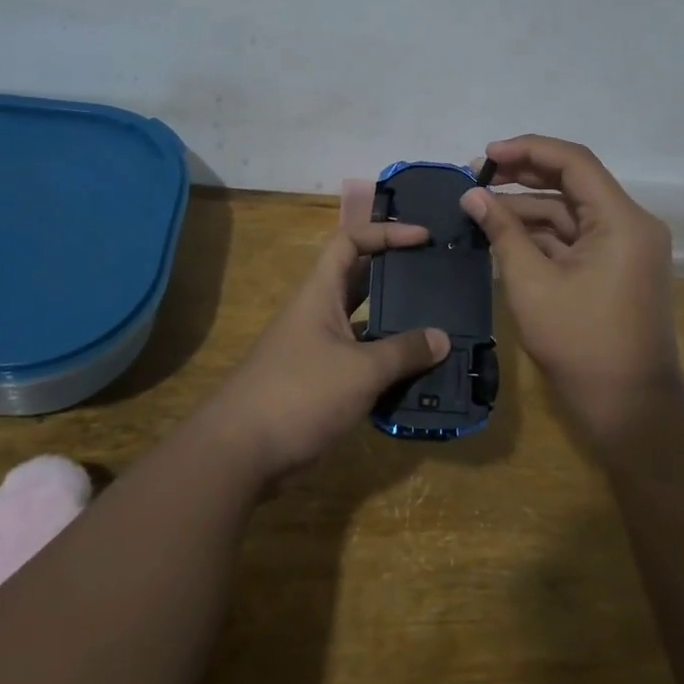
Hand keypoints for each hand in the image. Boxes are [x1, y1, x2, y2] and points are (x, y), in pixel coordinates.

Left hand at [206, 221, 450, 478]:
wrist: (240, 451)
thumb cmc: (300, 393)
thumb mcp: (361, 370)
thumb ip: (404, 352)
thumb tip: (443, 338)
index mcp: (320, 293)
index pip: (350, 242)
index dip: (385, 232)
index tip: (423, 237)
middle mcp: (317, 313)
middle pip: (359, 281)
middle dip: (396, 277)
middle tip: (436, 280)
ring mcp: (316, 349)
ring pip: (362, 324)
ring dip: (394, 325)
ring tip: (436, 328)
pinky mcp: (318, 382)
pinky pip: (359, 360)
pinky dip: (384, 363)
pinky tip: (414, 376)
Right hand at [461, 135, 683, 442]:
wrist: (630, 408)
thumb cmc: (581, 344)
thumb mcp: (532, 284)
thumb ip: (502, 232)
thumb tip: (471, 195)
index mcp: (621, 220)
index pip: (573, 161)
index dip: (527, 150)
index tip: (485, 155)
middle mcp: (630, 223)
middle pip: (572, 181)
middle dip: (523, 175)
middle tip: (476, 176)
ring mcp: (625, 247)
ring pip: (570, 210)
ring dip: (527, 207)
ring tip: (480, 206)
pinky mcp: (615, 267)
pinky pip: (575, 237)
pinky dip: (541, 233)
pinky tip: (503, 233)